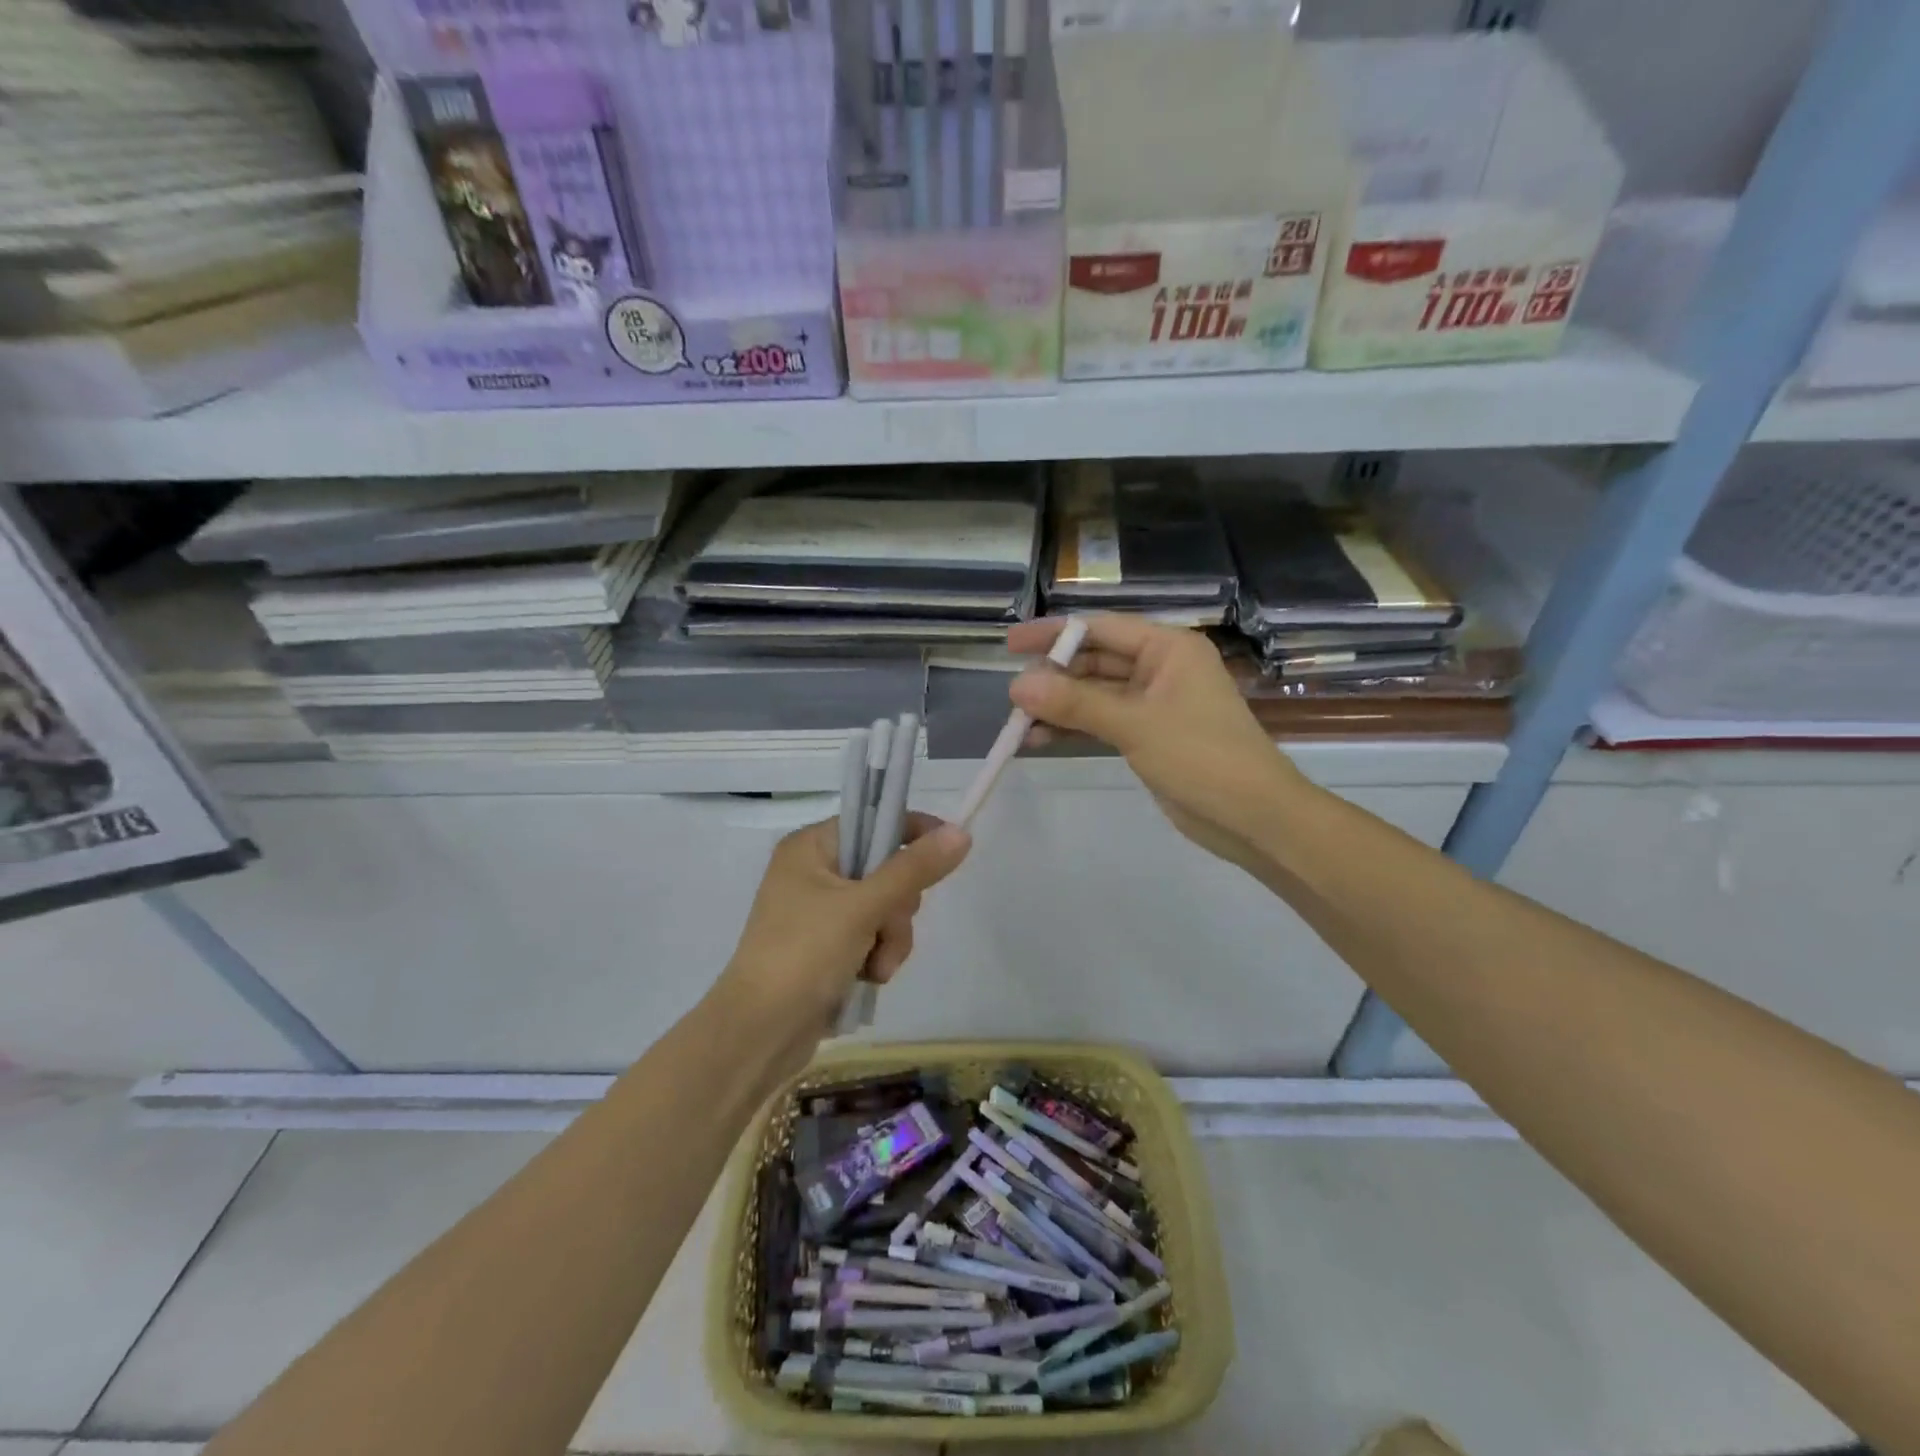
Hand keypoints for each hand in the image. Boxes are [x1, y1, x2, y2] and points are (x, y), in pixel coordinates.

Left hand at [717, 813, 970, 1048]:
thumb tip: (960, 833)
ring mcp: (820, 911)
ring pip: (885, 908)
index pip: (873, 821)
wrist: (759, 1033)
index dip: (912, 832)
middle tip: (887, 927)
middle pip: (885, 869)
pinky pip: (872, 936)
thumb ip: (914, 869)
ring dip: (891, 939)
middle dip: (898, 907)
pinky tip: (869, 978)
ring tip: (876, 968)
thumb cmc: (805, 954)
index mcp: (811, 847)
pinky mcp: (827, 946)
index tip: (948, 849)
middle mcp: (814, 872)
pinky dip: (878, 956)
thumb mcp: (864, 907)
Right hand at [1006, 615, 1305, 872]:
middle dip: (1053, 677)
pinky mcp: (1147, 735)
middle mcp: (1160, 668)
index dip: (1054, 634)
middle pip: (1094, 661)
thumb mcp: (1135, 725)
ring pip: (1094, 695)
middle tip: (1012, 697)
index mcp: (1168, 648)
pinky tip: (1037, 741)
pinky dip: (1073, 728)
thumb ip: (1075, 703)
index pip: (1100, 629)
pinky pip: (1101, 722)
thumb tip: (1017, 686)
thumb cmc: (1202, 757)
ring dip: (1059, 707)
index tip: (1010, 646)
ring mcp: (1153, 703)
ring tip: (1017, 724)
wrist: (1253, 817)